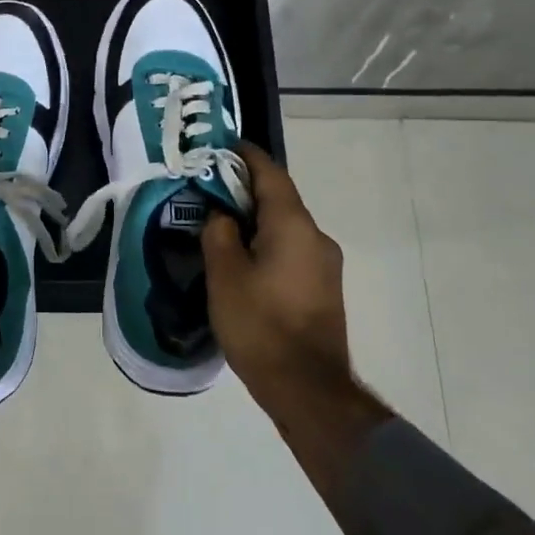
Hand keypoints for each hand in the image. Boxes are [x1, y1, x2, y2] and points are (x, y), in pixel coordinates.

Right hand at [201, 145, 391, 490]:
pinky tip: (244, 259)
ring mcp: (325, 263)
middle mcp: (316, 236)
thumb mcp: (225, 275)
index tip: (223, 145)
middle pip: (278, 199)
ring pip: (285, 226)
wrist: (308, 388)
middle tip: (209, 188)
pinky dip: (268, 242)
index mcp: (293, 225)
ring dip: (256, 219)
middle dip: (245, 189)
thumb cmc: (260, 325)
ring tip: (221, 225)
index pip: (269, 173)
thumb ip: (219, 233)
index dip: (245, 155)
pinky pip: (292, 249)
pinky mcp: (324, 287)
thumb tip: (222, 215)